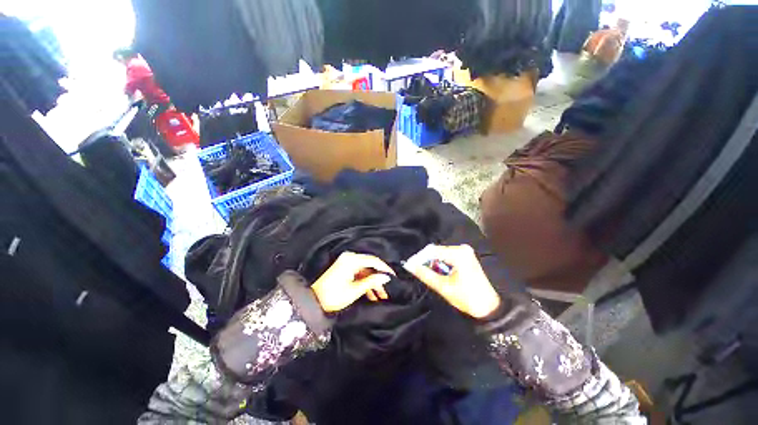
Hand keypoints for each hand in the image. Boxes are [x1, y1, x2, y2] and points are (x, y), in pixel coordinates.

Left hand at [311, 252, 394, 312]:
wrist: (313, 301)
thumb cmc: (333, 296)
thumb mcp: (355, 290)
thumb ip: (372, 281)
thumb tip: (386, 277)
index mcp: (351, 259)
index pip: (373, 261)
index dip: (385, 268)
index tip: (394, 277)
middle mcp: (349, 258)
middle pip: (370, 266)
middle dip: (379, 279)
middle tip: (387, 290)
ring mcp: (347, 263)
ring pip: (365, 271)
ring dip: (373, 283)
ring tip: (381, 296)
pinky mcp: (345, 269)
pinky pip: (359, 274)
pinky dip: (365, 283)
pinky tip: (372, 295)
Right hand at [403, 244, 500, 317]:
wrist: (489, 308)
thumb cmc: (467, 298)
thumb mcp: (443, 287)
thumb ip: (425, 274)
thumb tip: (409, 266)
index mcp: (458, 253)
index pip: (432, 251)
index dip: (419, 258)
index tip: (409, 265)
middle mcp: (462, 248)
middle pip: (436, 251)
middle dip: (425, 260)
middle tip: (417, 271)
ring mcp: (464, 251)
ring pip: (440, 254)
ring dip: (432, 263)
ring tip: (427, 273)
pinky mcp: (465, 256)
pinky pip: (447, 256)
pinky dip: (440, 263)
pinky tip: (437, 272)